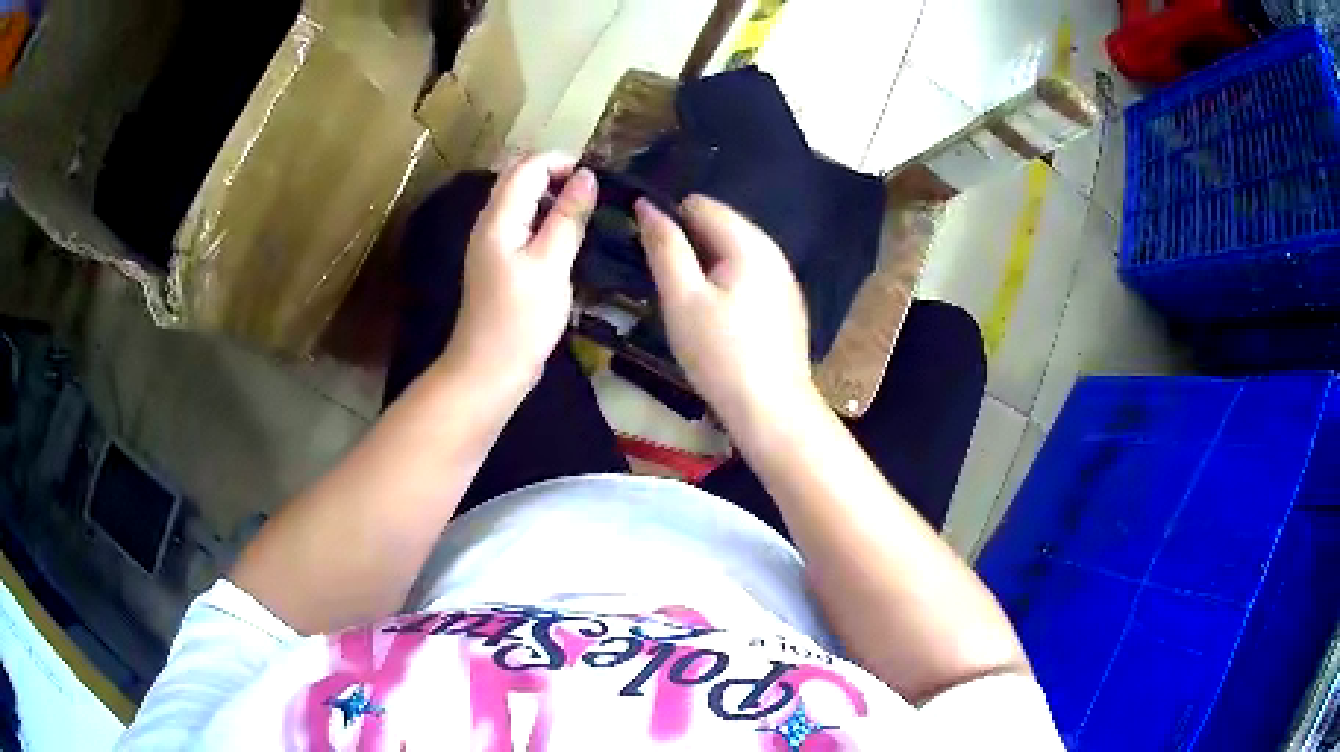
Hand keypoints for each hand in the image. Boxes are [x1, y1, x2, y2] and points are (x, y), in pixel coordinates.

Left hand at [442, 153, 596, 389]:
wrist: (489, 369)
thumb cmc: (521, 319)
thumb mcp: (551, 264)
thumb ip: (568, 217)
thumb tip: (588, 176)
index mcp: (499, 218)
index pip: (529, 166)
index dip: (563, 162)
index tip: (598, 178)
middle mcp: (491, 222)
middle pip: (521, 178)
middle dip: (559, 174)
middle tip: (596, 192)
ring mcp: (494, 243)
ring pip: (523, 201)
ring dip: (554, 197)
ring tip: (589, 211)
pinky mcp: (502, 262)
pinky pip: (524, 224)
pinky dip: (547, 220)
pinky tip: (570, 237)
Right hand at [635, 194, 818, 427]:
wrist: (771, 409)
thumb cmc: (720, 354)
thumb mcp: (682, 299)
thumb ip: (664, 247)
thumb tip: (646, 205)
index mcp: (749, 242)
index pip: (700, 204)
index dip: (669, 220)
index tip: (650, 254)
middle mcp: (773, 251)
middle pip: (720, 225)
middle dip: (688, 244)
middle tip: (666, 285)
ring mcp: (784, 278)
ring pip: (734, 252)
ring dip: (705, 266)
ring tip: (687, 304)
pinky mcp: (786, 304)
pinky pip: (749, 276)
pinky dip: (727, 284)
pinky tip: (717, 319)